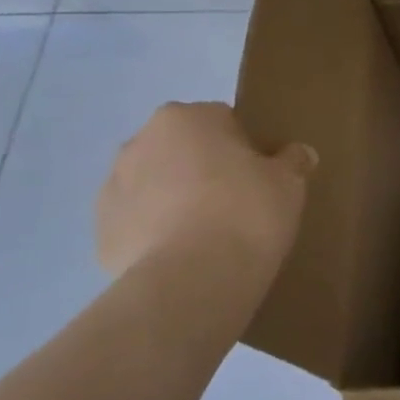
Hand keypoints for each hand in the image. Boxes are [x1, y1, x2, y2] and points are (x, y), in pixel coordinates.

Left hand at [96, 102, 315, 288]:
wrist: (192, 281)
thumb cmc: (246, 212)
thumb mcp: (288, 182)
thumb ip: (292, 161)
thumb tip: (299, 154)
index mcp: (186, 117)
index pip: (223, 121)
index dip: (245, 148)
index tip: (260, 177)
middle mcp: (140, 142)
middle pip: (183, 150)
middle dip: (203, 170)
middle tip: (236, 203)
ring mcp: (112, 188)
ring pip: (155, 186)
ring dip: (176, 200)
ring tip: (209, 236)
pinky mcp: (100, 234)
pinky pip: (138, 225)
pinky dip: (157, 235)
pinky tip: (184, 258)